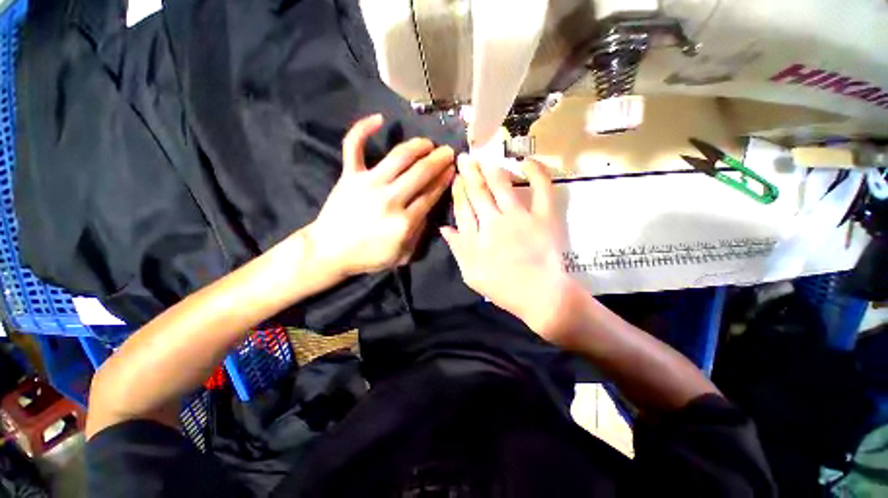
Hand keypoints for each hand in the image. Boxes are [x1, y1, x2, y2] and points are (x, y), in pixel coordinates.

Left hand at [306, 114, 454, 277]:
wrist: (329, 252)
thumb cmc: (368, 257)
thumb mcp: (402, 255)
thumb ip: (419, 234)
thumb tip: (429, 209)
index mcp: (404, 222)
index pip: (431, 194)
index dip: (445, 179)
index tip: (453, 169)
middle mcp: (390, 199)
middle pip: (421, 172)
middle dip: (439, 159)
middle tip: (447, 152)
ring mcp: (368, 184)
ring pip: (398, 156)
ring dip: (417, 146)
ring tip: (427, 143)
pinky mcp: (349, 176)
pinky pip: (354, 146)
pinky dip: (363, 128)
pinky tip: (379, 119)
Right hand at [440, 156, 578, 343]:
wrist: (539, 294)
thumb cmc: (502, 287)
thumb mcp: (470, 273)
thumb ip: (457, 249)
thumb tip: (444, 228)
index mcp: (476, 237)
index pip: (462, 208)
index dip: (457, 191)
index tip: (455, 179)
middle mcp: (494, 222)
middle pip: (477, 192)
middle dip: (469, 174)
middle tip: (464, 158)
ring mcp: (519, 217)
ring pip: (501, 186)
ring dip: (490, 169)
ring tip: (483, 157)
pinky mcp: (543, 217)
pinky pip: (541, 190)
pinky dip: (536, 173)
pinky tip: (527, 161)